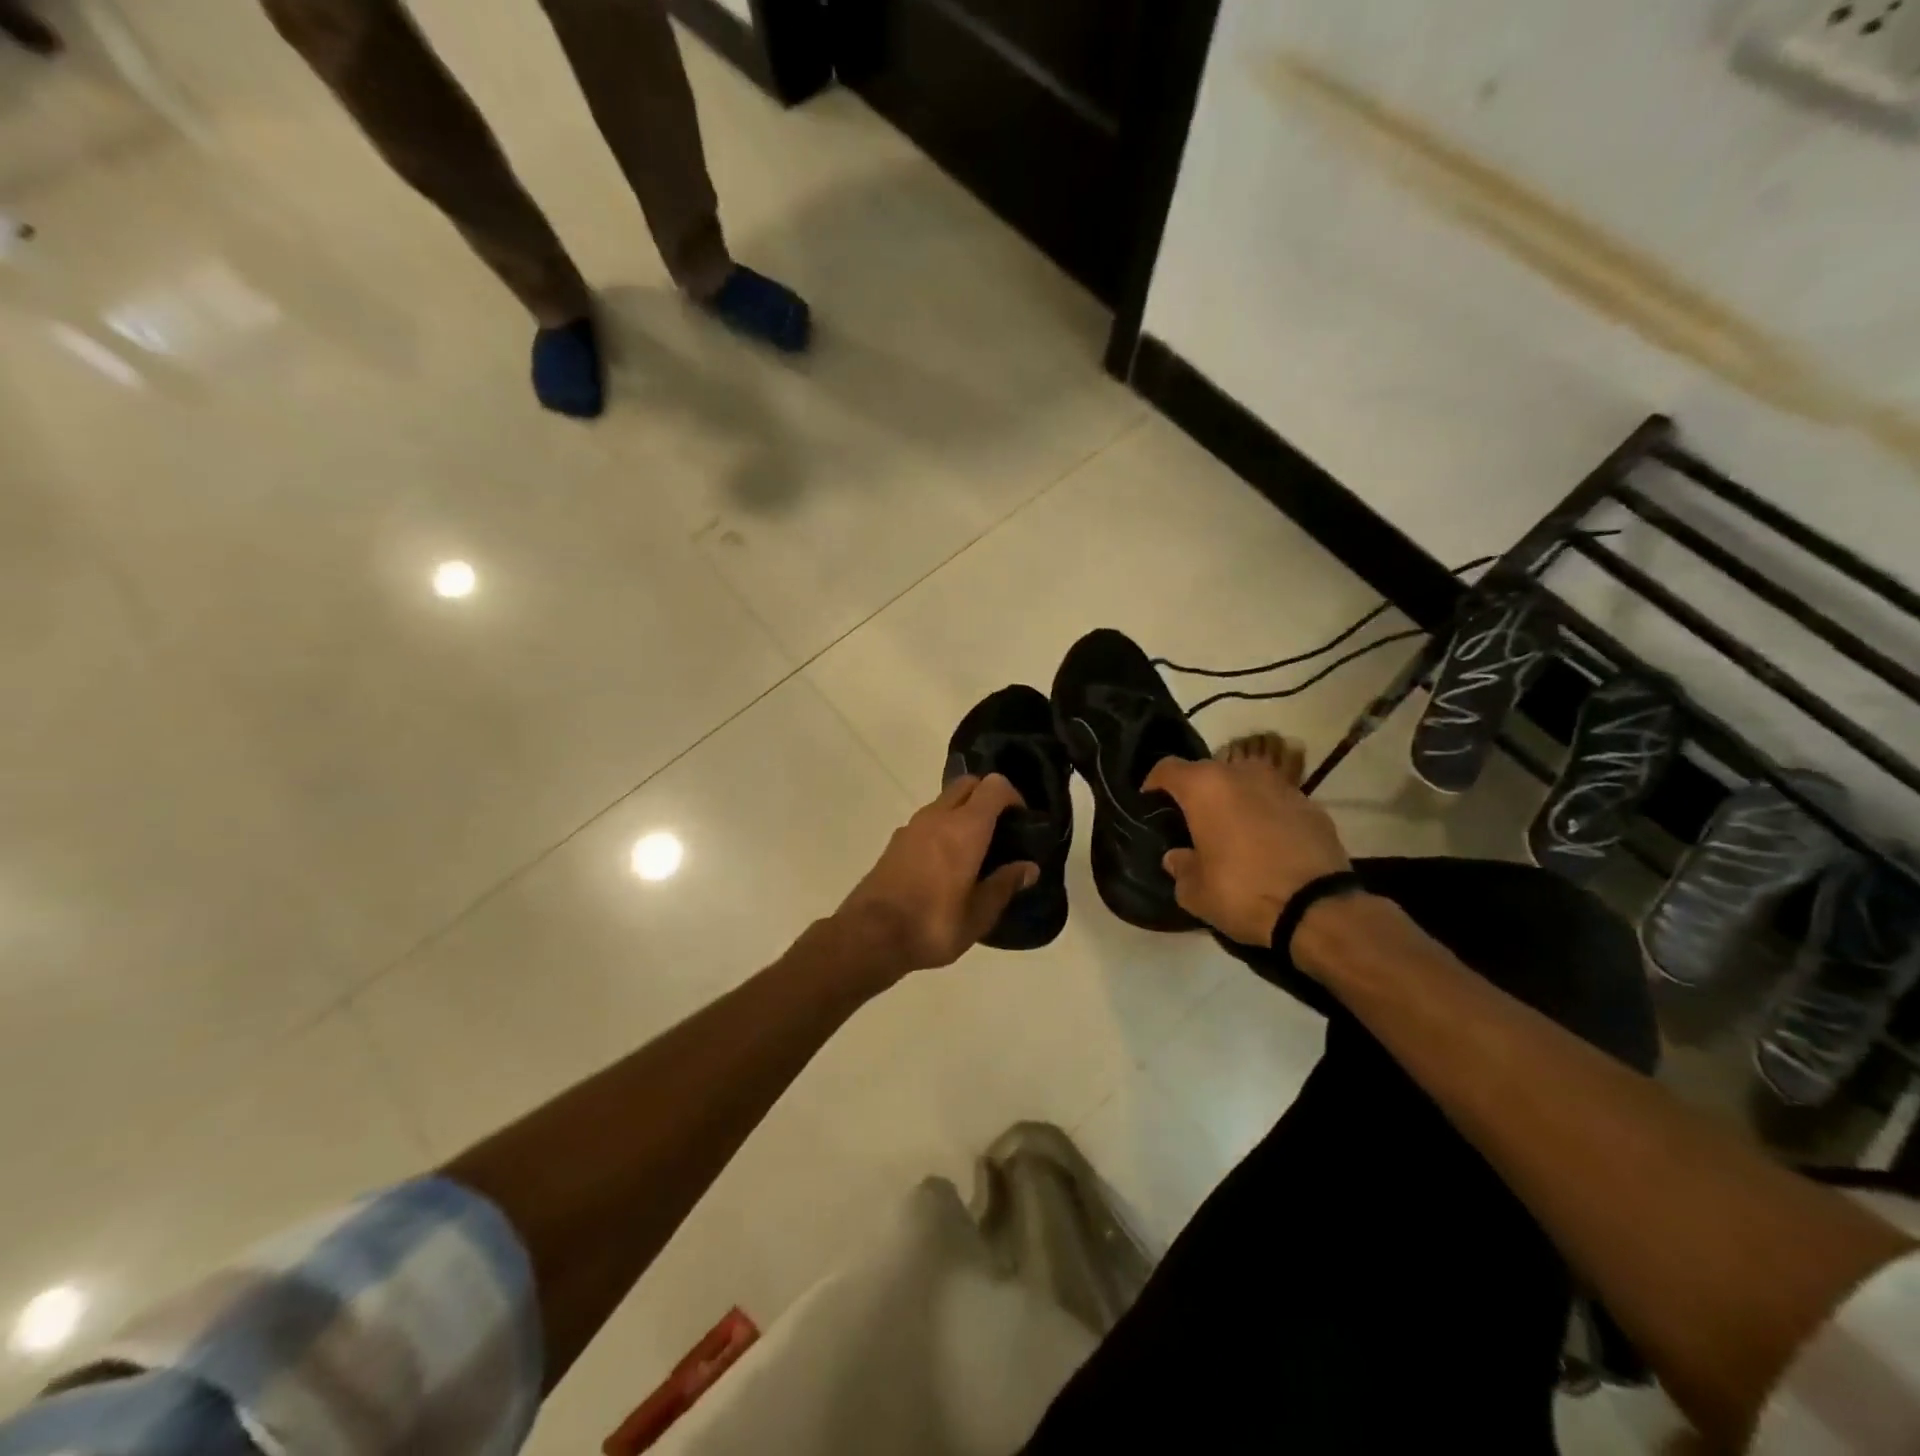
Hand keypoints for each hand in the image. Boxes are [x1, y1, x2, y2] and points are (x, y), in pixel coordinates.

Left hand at [835, 774, 1037, 974]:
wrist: (870, 935)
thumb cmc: (933, 924)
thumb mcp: (978, 914)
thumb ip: (1004, 885)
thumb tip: (1029, 867)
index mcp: (965, 828)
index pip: (994, 786)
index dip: (1013, 796)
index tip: (1022, 821)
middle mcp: (938, 816)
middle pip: (967, 784)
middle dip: (987, 796)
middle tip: (1001, 830)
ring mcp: (912, 826)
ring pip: (944, 801)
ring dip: (963, 812)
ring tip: (975, 849)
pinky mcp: (895, 841)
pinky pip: (927, 821)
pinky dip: (943, 827)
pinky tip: (946, 862)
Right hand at [1144, 733, 1350, 946]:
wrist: (1318, 909)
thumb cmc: (1242, 892)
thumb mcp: (1195, 892)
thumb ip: (1180, 867)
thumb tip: (1178, 857)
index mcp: (1205, 787)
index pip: (1167, 768)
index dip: (1154, 783)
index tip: (1150, 802)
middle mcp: (1241, 774)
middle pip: (1208, 772)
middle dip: (1197, 792)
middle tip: (1192, 821)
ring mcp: (1280, 785)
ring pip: (1245, 782)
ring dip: (1234, 800)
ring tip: (1231, 830)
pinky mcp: (1311, 804)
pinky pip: (1276, 801)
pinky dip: (1265, 814)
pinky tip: (1266, 843)